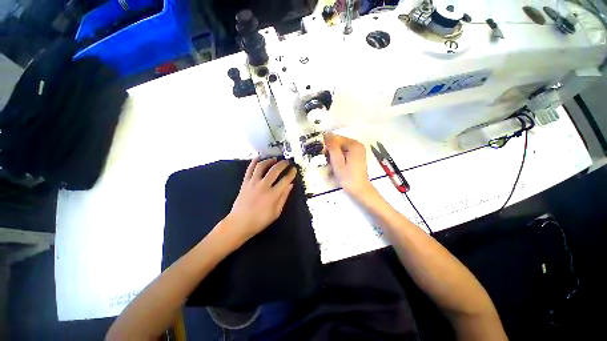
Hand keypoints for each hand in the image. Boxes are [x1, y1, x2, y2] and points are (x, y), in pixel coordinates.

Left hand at [224, 157, 296, 243]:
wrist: (239, 223)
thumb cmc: (260, 220)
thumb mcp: (276, 212)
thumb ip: (284, 197)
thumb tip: (290, 185)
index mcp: (273, 195)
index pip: (285, 180)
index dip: (291, 173)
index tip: (294, 169)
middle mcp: (263, 186)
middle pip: (275, 170)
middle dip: (283, 164)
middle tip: (287, 162)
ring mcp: (253, 183)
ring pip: (261, 166)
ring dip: (269, 160)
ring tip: (275, 159)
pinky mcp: (245, 182)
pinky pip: (249, 169)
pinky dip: (254, 162)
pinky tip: (259, 158)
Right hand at [324, 133, 374, 197]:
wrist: (359, 189)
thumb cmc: (348, 177)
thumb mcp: (337, 162)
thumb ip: (332, 147)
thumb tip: (326, 134)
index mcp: (354, 144)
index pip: (336, 138)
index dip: (327, 145)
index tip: (323, 155)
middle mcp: (357, 144)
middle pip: (339, 142)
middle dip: (331, 150)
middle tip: (327, 161)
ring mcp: (358, 150)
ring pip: (340, 147)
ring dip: (334, 154)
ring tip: (332, 164)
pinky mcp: (357, 155)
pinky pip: (344, 151)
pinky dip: (339, 156)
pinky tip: (337, 164)